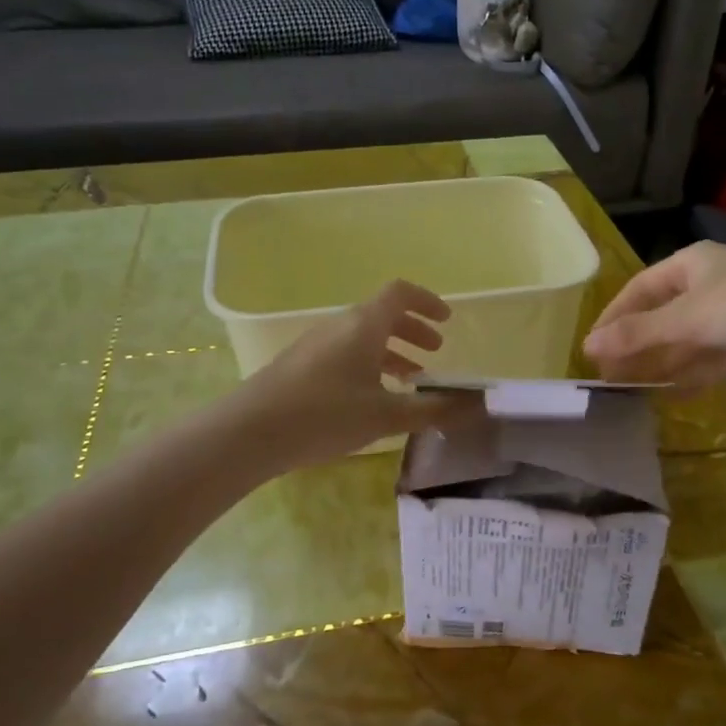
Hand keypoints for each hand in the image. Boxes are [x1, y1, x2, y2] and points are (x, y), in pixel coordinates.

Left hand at [234, 280, 470, 466]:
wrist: (249, 432)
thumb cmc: (325, 415)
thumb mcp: (386, 416)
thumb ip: (432, 409)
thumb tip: (476, 406)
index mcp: (364, 325)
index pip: (400, 293)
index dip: (427, 301)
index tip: (446, 320)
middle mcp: (340, 326)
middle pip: (382, 315)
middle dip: (412, 330)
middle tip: (434, 352)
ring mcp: (316, 345)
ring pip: (362, 337)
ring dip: (391, 351)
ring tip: (410, 380)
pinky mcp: (299, 366)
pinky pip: (344, 353)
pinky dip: (368, 364)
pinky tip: (371, 399)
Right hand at [583, 242, 725, 387]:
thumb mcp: (686, 316)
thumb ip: (638, 333)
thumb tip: (588, 346)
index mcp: (691, 264)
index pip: (640, 288)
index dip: (614, 316)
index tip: (592, 346)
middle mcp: (708, 285)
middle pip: (661, 316)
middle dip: (636, 345)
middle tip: (609, 375)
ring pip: (685, 341)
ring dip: (660, 363)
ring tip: (631, 390)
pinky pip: (709, 359)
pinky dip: (689, 375)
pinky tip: (669, 395)